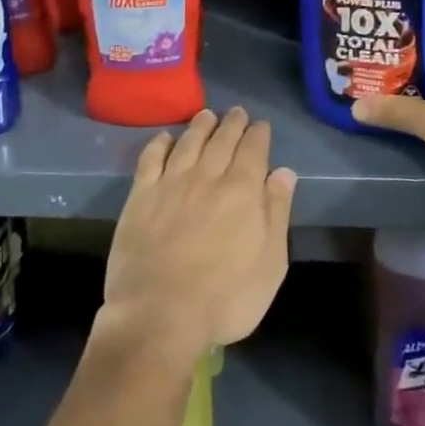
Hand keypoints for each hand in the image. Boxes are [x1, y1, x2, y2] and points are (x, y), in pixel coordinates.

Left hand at [101, 107, 295, 362]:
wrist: (160, 313)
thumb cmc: (225, 298)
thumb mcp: (270, 264)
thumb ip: (276, 213)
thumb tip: (283, 172)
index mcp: (241, 191)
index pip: (253, 150)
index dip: (258, 134)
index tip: (260, 125)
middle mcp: (206, 176)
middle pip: (221, 140)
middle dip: (232, 123)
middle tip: (236, 112)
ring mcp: (170, 183)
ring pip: (188, 142)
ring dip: (200, 126)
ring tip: (207, 115)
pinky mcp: (141, 195)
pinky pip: (151, 158)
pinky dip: (160, 143)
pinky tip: (165, 137)